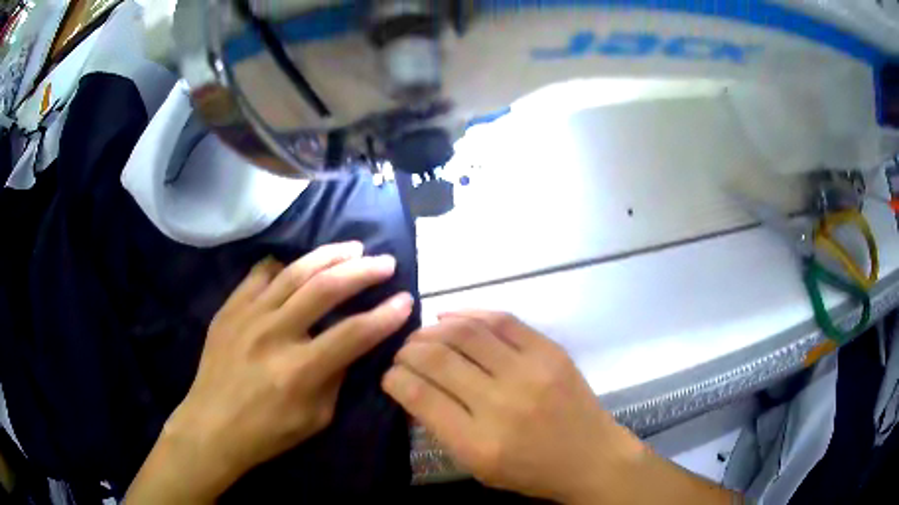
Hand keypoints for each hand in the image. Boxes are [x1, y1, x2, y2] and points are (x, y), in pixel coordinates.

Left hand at [126, 242, 413, 503]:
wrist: (211, 426)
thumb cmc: (267, 432)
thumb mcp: (316, 418)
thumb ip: (336, 377)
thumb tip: (350, 344)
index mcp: (299, 370)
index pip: (354, 333)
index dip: (386, 315)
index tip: (406, 299)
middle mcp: (274, 334)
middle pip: (326, 288)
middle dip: (363, 271)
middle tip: (384, 262)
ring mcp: (247, 316)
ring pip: (295, 272)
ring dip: (329, 255)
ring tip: (352, 248)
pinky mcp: (229, 309)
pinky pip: (259, 274)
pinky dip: (283, 266)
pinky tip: (298, 266)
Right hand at [383, 312, 734, 503]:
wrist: (591, 457)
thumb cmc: (530, 470)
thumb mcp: (478, 465)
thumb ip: (442, 427)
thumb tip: (412, 388)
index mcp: (478, 442)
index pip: (418, 395)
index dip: (394, 378)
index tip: (388, 374)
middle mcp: (501, 403)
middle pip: (436, 358)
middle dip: (408, 350)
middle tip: (402, 352)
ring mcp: (529, 372)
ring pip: (464, 332)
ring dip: (432, 329)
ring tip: (422, 333)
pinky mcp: (549, 351)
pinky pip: (500, 319)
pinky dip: (468, 313)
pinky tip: (450, 317)